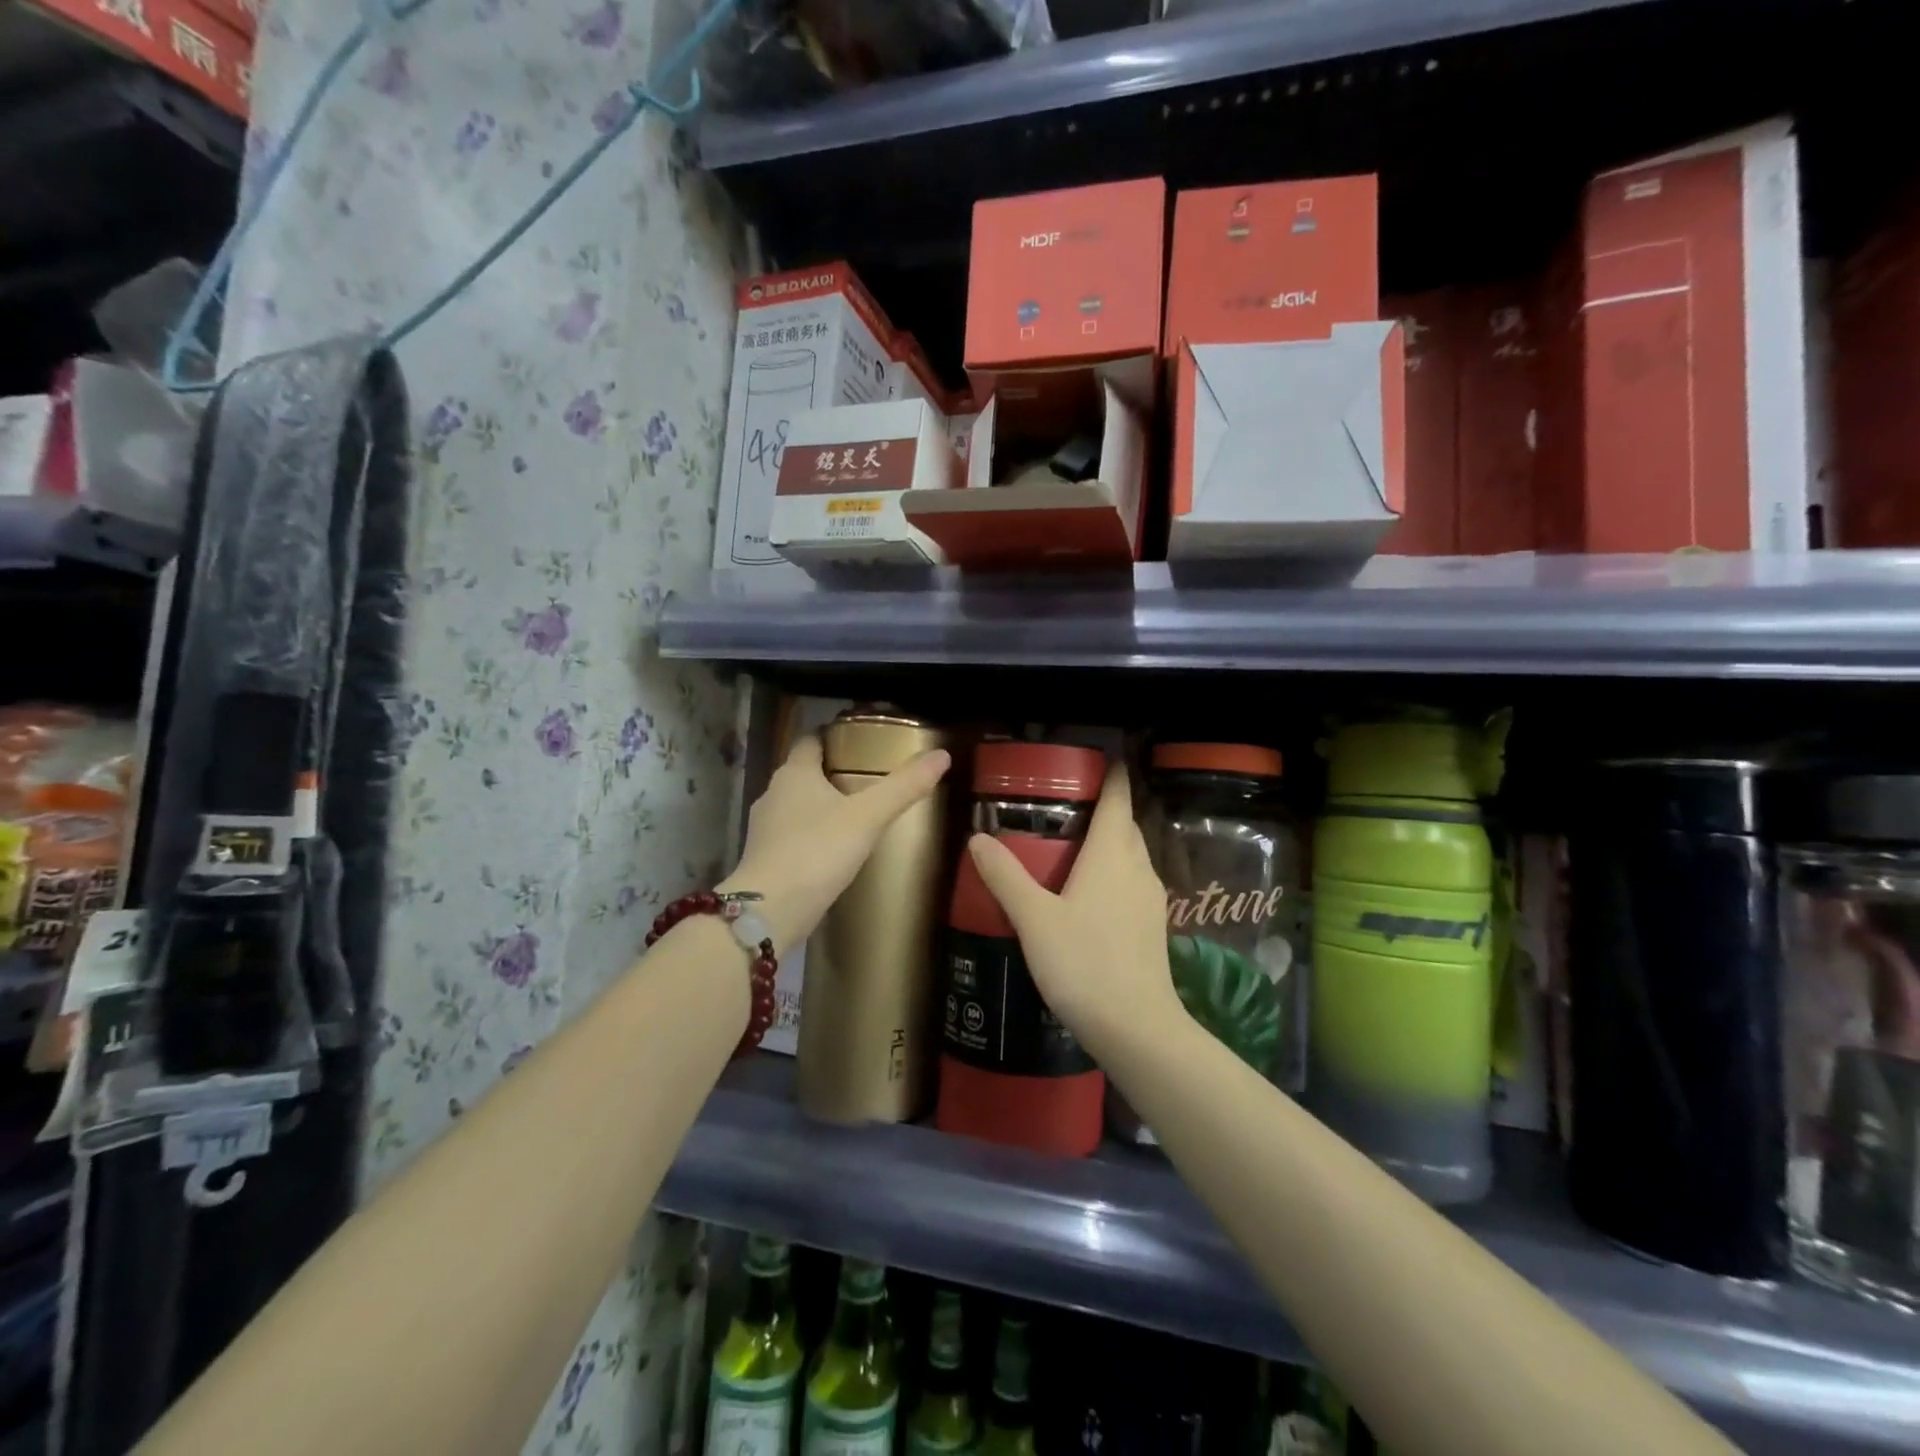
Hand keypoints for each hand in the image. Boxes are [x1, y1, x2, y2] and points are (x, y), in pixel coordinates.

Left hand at [721, 733, 949, 955]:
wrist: (770, 911)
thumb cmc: (817, 852)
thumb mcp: (868, 817)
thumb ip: (903, 786)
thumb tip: (941, 755)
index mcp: (794, 773)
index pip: (810, 740)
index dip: (833, 736)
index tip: (860, 741)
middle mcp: (773, 793)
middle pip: (804, 772)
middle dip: (832, 772)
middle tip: (868, 778)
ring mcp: (765, 828)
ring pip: (797, 805)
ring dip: (821, 806)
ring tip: (856, 814)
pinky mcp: (765, 858)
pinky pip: (793, 835)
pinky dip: (812, 835)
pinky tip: (834, 849)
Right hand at [964, 761, 1180, 1057]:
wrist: (1135, 1027)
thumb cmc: (1083, 963)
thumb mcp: (1033, 918)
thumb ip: (1005, 876)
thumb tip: (977, 837)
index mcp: (1111, 853)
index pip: (1117, 797)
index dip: (1111, 774)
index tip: (1097, 758)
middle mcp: (1137, 866)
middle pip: (1125, 823)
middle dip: (1104, 806)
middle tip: (1067, 802)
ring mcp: (1150, 897)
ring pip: (1131, 853)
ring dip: (1110, 840)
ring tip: (1073, 844)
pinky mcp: (1153, 925)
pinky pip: (1133, 880)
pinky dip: (1114, 871)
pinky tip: (1089, 892)